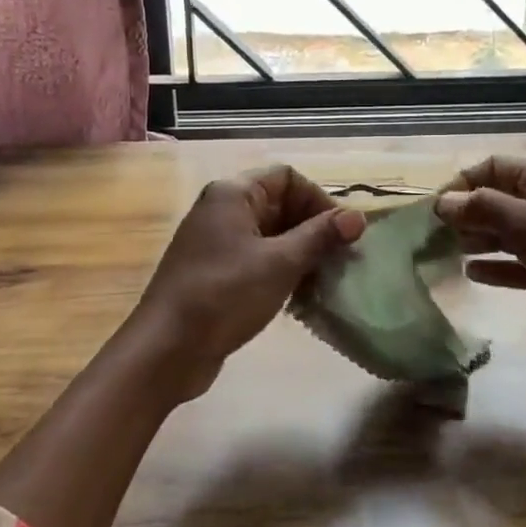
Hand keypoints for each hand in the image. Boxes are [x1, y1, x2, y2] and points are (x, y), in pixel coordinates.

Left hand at [129, 165, 364, 402]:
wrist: (166, 349)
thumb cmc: (224, 295)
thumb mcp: (280, 263)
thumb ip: (320, 236)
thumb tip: (358, 217)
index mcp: (233, 194)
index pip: (287, 177)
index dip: (318, 199)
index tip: (341, 233)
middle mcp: (222, 210)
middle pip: (280, 204)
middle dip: (313, 229)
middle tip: (340, 261)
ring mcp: (216, 243)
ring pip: (271, 235)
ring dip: (301, 254)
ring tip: (324, 282)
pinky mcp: (215, 273)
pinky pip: (257, 260)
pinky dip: (281, 272)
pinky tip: (299, 298)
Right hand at [436, 157, 525, 369]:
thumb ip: (486, 209)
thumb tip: (443, 200)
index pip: (494, 168)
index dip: (462, 183)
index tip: (432, 208)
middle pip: (495, 200)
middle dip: (464, 212)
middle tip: (430, 235)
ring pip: (503, 233)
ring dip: (475, 239)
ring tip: (442, 253)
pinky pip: (515, 265)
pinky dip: (494, 267)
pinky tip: (470, 274)